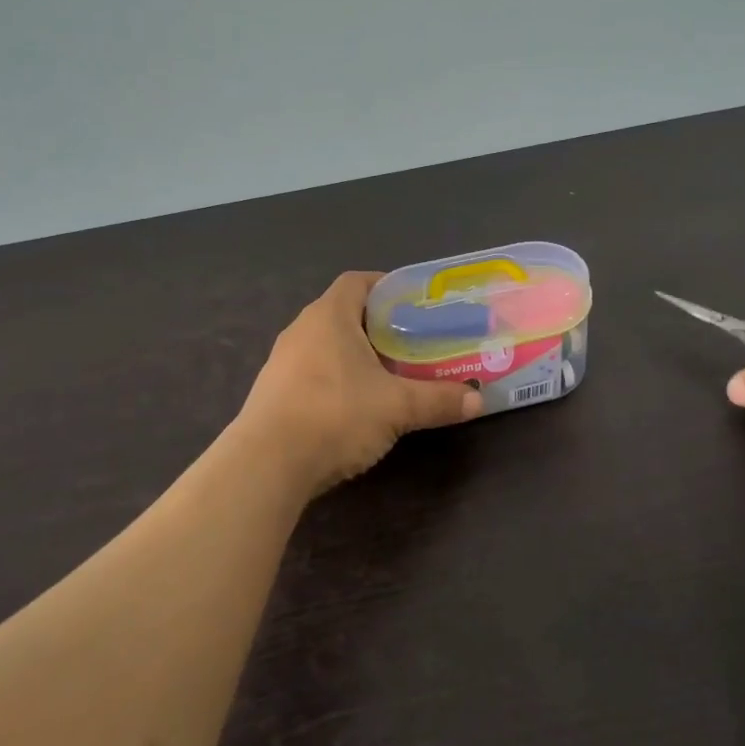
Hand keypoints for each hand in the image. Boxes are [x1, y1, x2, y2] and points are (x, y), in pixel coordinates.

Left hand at [235, 272, 483, 494]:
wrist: (266, 464)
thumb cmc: (335, 415)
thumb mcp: (397, 407)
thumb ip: (438, 400)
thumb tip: (478, 400)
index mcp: (329, 316)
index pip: (357, 281)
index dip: (386, 286)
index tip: (415, 304)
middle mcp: (302, 329)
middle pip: (344, 313)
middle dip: (379, 326)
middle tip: (412, 343)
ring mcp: (282, 361)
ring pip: (327, 345)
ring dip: (356, 355)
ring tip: (389, 375)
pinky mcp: (273, 392)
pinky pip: (312, 372)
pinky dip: (336, 379)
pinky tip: (354, 406)